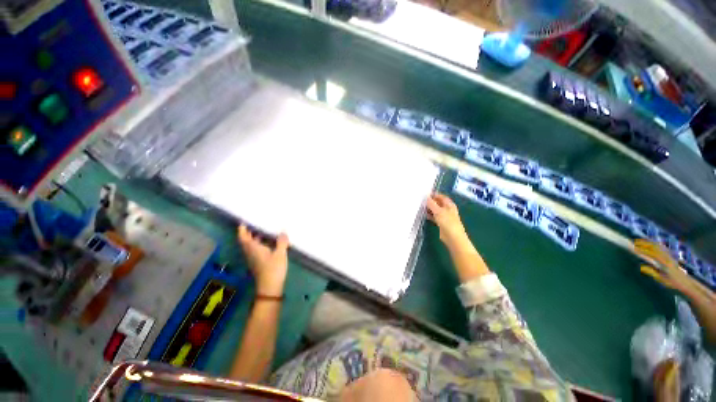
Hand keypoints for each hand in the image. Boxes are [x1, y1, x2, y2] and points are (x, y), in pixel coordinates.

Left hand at [238, 224, 288, 295]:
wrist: (270, 287)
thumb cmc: (273, 269)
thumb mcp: (280, 254)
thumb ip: (281, 242)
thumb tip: (283, 230)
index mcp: (254, 249)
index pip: (244, 238)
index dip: (242, 230)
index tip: (243, 222)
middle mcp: (251, 253)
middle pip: (246, 241)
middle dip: (249, 232)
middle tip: (256, 224)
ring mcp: (254, 259)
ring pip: (251, 246)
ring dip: (255, 238)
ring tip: (264, 231)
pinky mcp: (258, 263)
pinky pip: (256, 250)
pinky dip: (260, 244)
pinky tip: (270, 243)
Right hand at [426, 193, 467, 245]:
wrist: (453, 237)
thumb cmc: (447, 222)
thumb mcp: (438, 211)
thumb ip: (431, 204)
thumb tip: (426, 197)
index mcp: (449, 204)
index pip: (441, 196)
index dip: (434, 195)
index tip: (424, 195)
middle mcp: (447, 209)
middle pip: (438, 203)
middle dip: (430, 202)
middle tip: (421, 201)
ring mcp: (444, 216)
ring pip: (435, 210)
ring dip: (429, 209)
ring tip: (421, 207)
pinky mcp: (441, 223)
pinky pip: (434, 217)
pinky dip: (430, 215)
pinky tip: (424, 215)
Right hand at [634, 239, 690, 291]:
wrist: (686, 283)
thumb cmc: (673, 282)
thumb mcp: (662, 279)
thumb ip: (652, 272)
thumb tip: (641, 267)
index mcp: (664, 262)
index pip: (651, 253)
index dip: (643, 250)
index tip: (634, 248)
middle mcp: (667, 257)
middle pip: (655, 247)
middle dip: (645, 243)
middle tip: (636, 242)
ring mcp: (669, 256)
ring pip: (659, 246)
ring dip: (650, 243)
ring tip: (642, 241)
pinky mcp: (670, 257)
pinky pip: (662, 248)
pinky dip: (656, 245)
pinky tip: (653, 245)